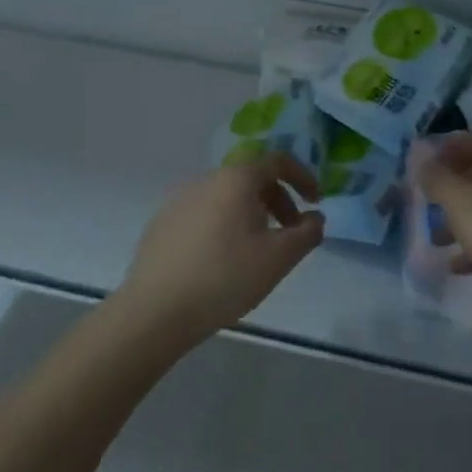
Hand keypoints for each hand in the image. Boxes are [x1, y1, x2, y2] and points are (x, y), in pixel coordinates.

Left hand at [118, 153, 324, 345]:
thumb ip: (307, 233)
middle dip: (278, 200)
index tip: (316, 202)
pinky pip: (204, 214)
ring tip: (257, 250)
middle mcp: (206, 179)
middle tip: (290, 233)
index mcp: (236, 179)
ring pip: (226, 197)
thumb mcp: (279, 258)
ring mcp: (179, 200)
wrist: (155, 311)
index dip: (303, 177)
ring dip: (251, 214)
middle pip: (251, 178)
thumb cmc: (225, 277)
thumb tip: (315, 217)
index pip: (277, 160)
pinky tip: (222, 261)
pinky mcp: (161, 223)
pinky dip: (223, 225)